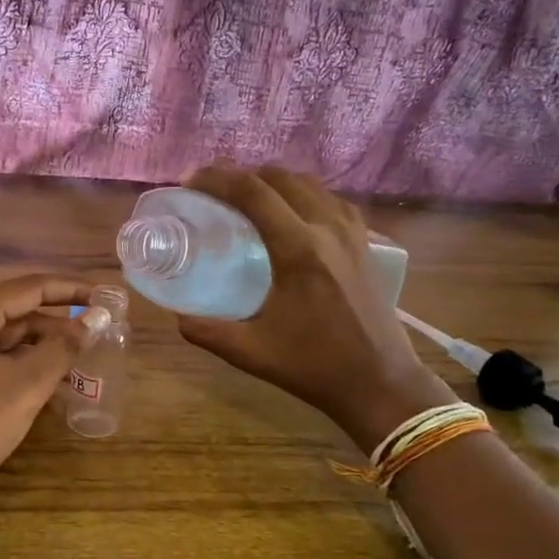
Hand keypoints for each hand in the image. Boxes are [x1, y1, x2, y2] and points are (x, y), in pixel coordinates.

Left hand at [0, 274, 93, 506]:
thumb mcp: (23, 387)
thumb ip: (61, 350)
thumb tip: (93, 321)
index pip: (29, 288)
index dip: (70, 290)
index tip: (104, 297)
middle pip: (18, 312)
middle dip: (59, 323)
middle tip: (99, 334)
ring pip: (7, 340)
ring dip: (44, 349)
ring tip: (83, 363)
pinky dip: (25, 369)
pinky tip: (53, 388)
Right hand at [175, 165, 451, 449]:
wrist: (381, 383)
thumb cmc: (315, 367)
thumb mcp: (251, 352)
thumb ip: (207, 331)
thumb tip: (177, 315)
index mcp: (298, 249)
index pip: (252, 192)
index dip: (217, 179)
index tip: (190, 181)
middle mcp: (327, 228)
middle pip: (279, 177)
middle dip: (240, 174)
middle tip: (212, 189)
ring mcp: (352, 232)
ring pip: (308, 183)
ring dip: (272, 181)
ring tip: (246, 197)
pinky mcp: (366, 243)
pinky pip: (330, 199)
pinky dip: (302, 194)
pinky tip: (290, 213)